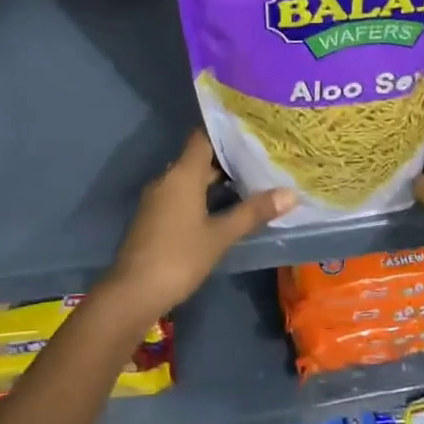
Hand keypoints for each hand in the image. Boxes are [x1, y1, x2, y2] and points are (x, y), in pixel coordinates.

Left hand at [101, 130, 295, 323]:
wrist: (133, 293)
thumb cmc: (180, 257)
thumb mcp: (221, 235)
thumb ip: (253, 212)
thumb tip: (290, 193)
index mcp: (182, 174)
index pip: (203, 137)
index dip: (226, 131)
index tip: (252, 130)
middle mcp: (167, 179)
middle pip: (198, 158)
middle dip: (227, 158)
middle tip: (260, 157)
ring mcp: (158, 198)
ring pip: (190, 178)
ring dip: (215, 179)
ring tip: (250, 181)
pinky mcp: (154, 217)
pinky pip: (181, 195)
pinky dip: (202, 195)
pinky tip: (224, 208)